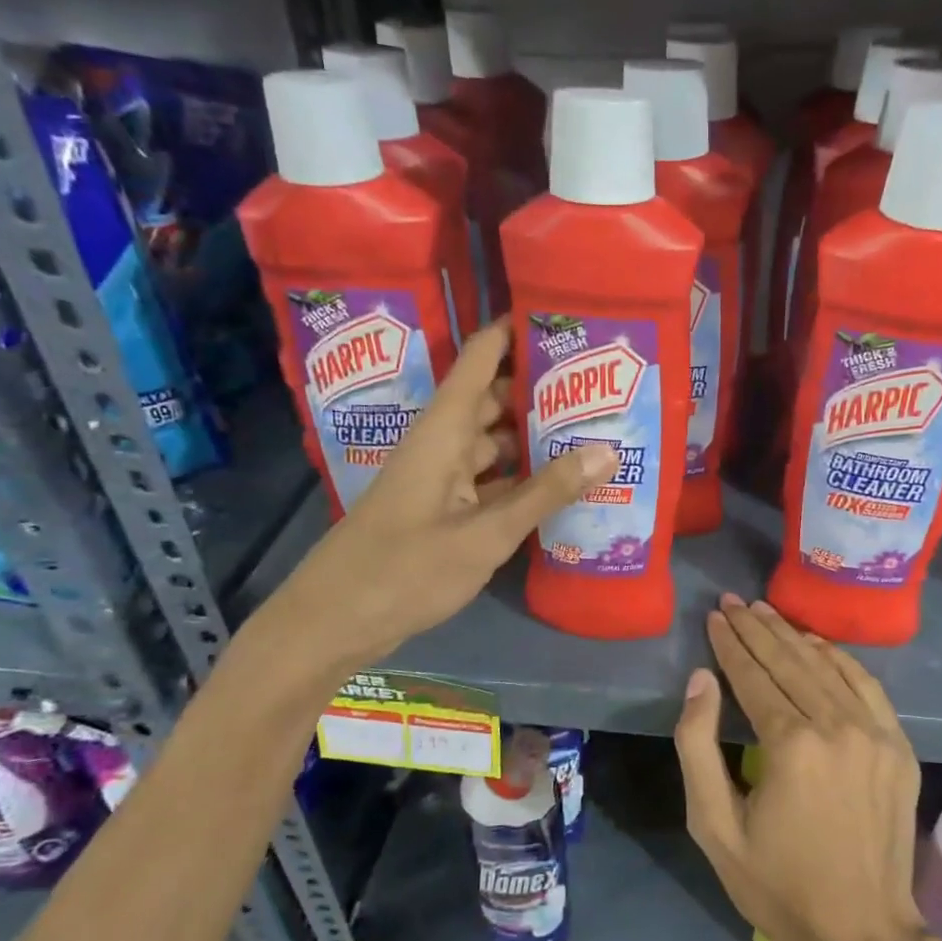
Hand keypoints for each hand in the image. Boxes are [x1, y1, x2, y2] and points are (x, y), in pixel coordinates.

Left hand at [268, 318, 616, 666]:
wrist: (334, 623)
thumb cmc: (405, 571)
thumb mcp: (485, 534)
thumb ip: (545, 493)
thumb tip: (607, 450)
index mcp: (443, 430)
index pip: (481, 357)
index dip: (516, 330)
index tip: (566, 317)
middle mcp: (442, 444)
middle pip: (495, 400)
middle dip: (542, 391)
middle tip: (602, 387)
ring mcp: (441, 479)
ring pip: (495, 443)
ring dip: (536, 439)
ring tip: (595, 432)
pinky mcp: (443, 511)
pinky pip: (490, 481)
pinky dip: (522, 480)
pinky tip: (561, 488)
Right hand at [674, 595, 929, 940]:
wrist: (861, 932)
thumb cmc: (776, 884)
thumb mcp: (714, 825)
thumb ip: (697, 746)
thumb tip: (700, 680)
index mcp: (790, 744)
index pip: (753, 675)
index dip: (730, 643)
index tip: (715, 616)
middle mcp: (837, 726)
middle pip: (790, 661)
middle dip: (757, 628)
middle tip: (734, 601)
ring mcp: (875, 734)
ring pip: (827, 666)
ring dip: (793, 635)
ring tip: (766, 613)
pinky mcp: (899, 747)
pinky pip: (867, 686)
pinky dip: (840, 659)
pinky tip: (818, 644)